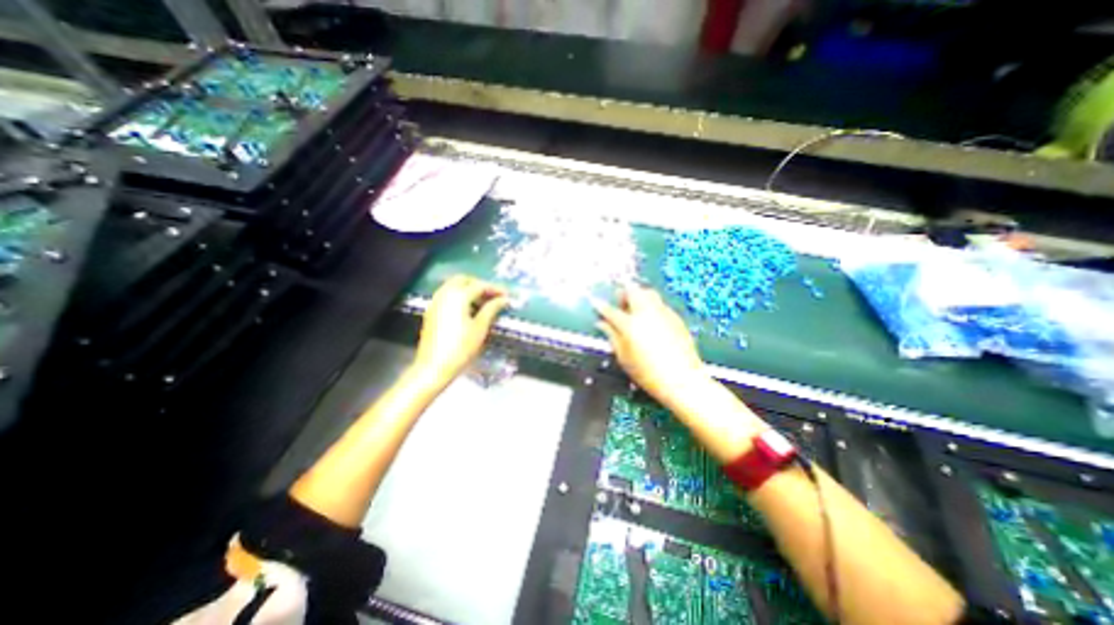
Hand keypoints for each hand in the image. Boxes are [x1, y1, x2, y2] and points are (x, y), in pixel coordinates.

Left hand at [414, 275, 507, 386]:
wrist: (434, 367)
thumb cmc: (461, 348)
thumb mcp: (480, 328)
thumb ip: (492, 309)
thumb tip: (504, 300)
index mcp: (457, 296)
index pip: (480, 286)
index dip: (495, 289)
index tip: (507, 296)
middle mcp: (444, 294)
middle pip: (464, 280)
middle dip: (480, 285)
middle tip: (494, 296)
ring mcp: (435, 302)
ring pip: (453, 286)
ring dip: (469, 290)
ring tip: (484, 303)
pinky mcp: (432, 312)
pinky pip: (447, 296)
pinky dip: (459, 296)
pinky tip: (469, 310)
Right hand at [591, 284, 703, 408]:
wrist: (682, 379)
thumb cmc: (649, 373)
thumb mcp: (624, 357)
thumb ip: (612, 337)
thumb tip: (602, 324)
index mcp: (630, 325)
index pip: (610, 310)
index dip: (601, 306)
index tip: (596, 302)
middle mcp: (646, 313)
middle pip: (632, 291)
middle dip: (623, 293)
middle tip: (619, 302)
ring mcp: (662, 313)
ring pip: (648, 293)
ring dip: (638, 295)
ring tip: (635, 308)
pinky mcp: (675, 317)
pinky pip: (659, 304)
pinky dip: (651, 305)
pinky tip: (650, 319)